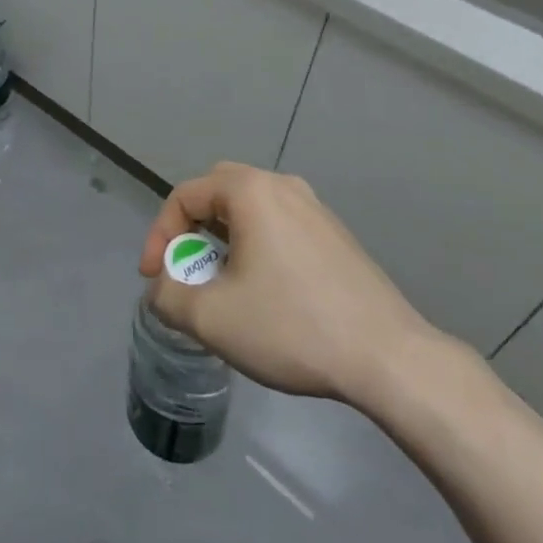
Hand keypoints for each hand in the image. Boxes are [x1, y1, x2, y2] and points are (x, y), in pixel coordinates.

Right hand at [138, 162, 441, 411]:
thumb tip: (160, 289)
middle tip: (185, 267)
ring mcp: (315, 208)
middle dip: (192, 227)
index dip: (159, 235)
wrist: (389, 357)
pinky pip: (280, 225)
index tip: (153, 279)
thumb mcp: (213, 318)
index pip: (185, 195)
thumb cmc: (293, 326)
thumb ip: (169, 297)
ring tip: (221, 283)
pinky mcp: (335, 235)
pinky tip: (265, 291)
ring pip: (251, 208)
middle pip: (218, 191)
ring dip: (224, 238)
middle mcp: (282, 185)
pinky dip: (256, 246)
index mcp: (250, 190)